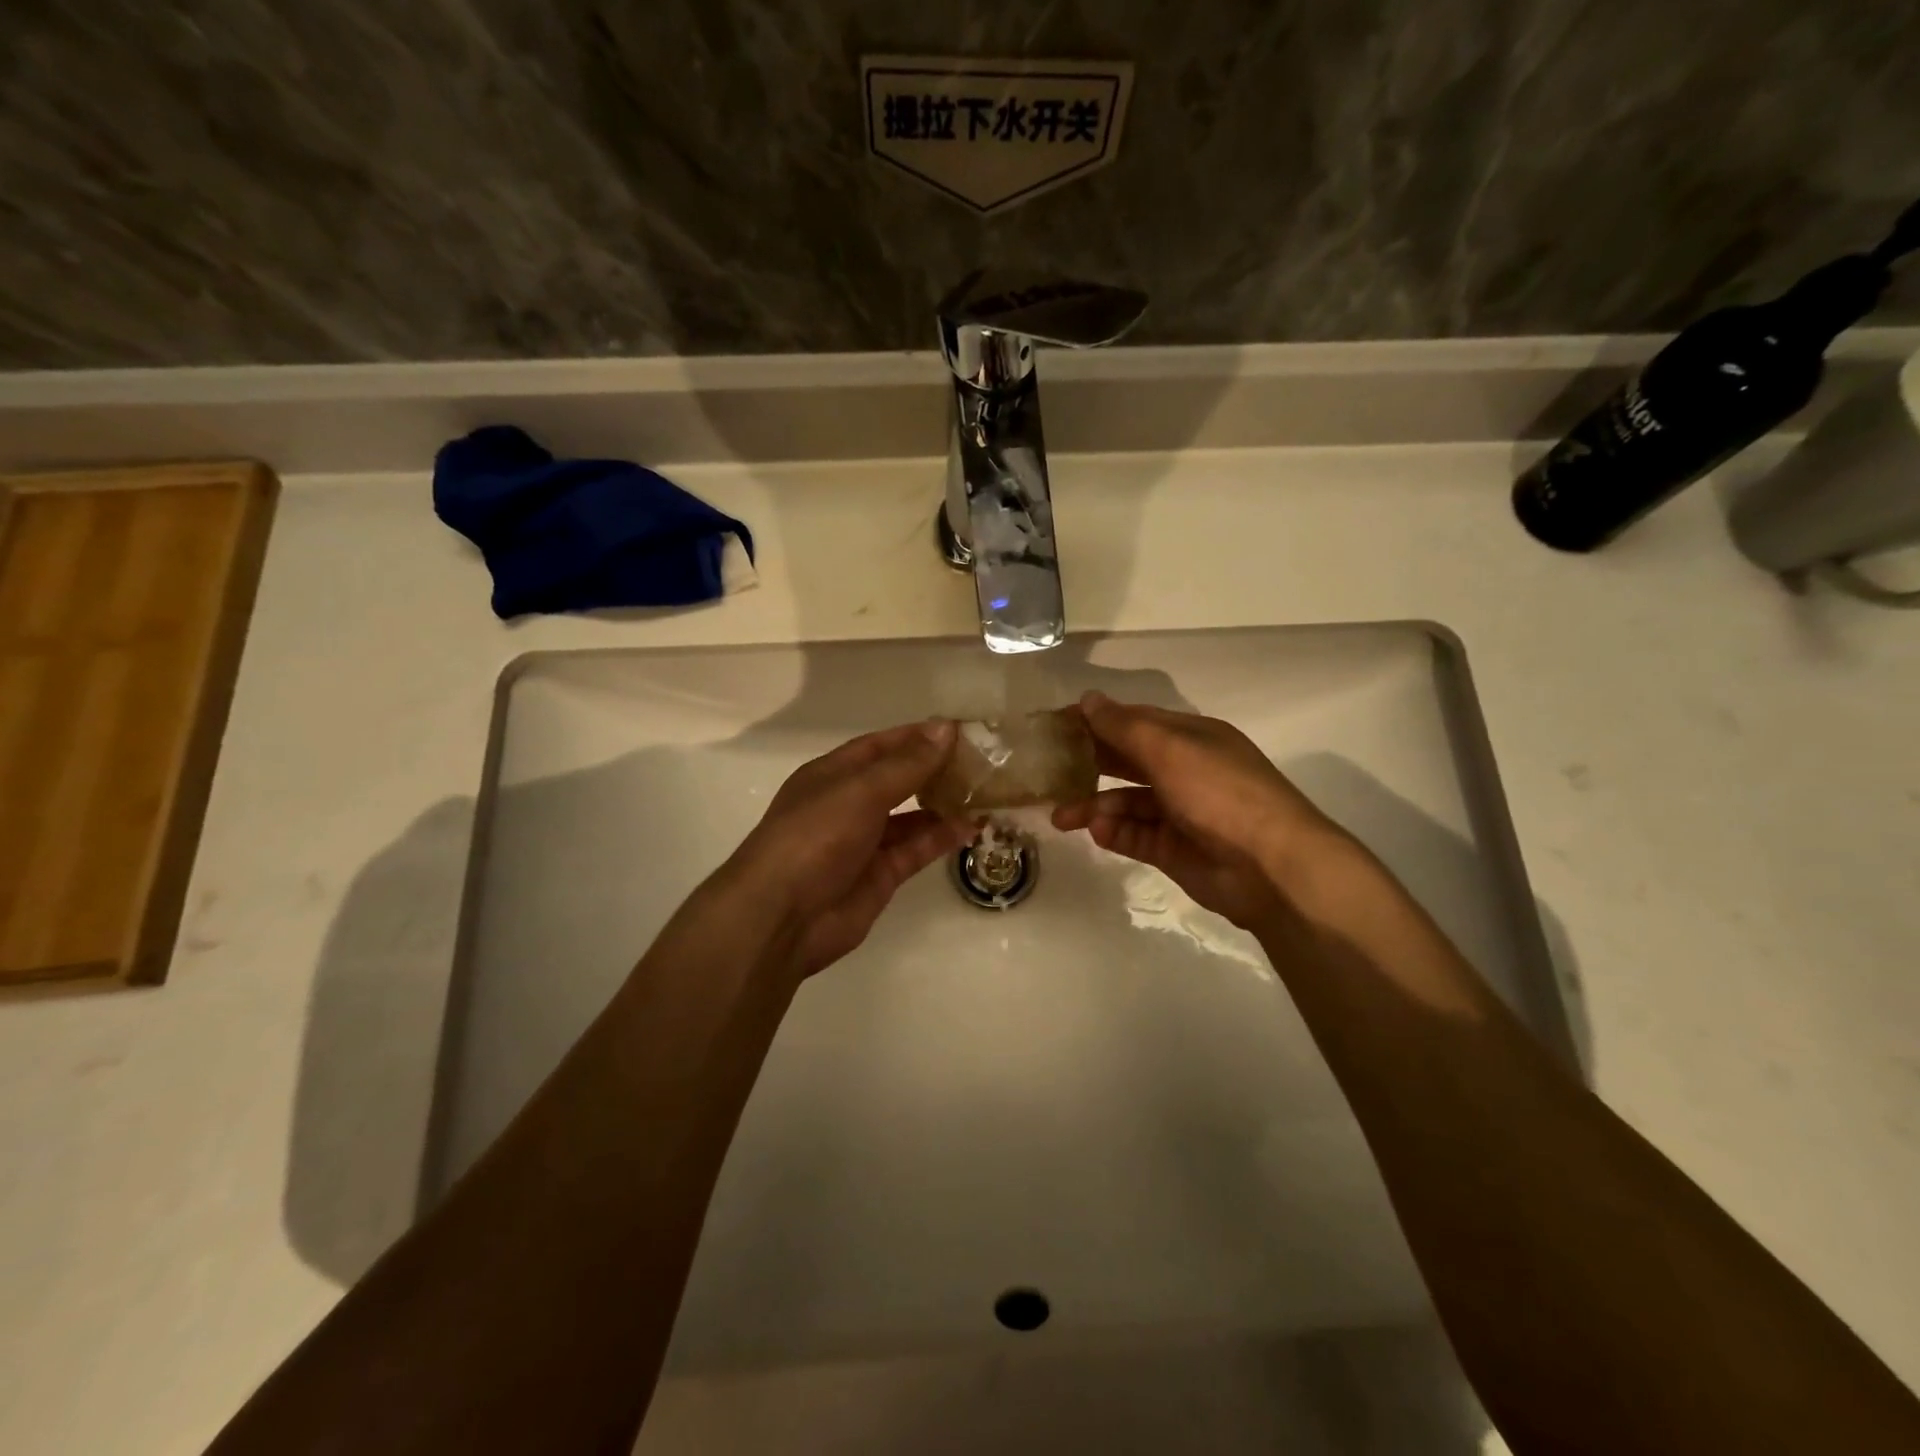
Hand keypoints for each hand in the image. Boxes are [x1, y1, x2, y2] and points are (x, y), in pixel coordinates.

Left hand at [722, 720, 970, 979]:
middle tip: (982, 761)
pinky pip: (917, 848)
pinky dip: (943, 837)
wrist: (783, 916)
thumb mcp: (861, 791)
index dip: (917, 736)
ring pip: (912, 815)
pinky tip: (973, 826)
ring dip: (944, 803)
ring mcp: (865, 841)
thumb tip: (946, 729)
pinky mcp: (881, 875)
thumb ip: (907, 764)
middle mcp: (849, 803)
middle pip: (898, 778)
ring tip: (985, 792)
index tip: (960, 730)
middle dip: (935, 769)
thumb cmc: (815, 836)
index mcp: (833, 774)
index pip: (881, 746)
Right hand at [1051, 691, 1353, 929]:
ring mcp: (1180, 812)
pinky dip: (1115, 832)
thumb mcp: (1170, 750)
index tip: (1054, 725)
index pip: (1134, 721)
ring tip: (1061, 816)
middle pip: (1127, 761)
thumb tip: (1088, 700)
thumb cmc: (1220, 794)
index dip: (1095, 721)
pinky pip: (1136, 835)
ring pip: (1126, 802)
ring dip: (1094, 805)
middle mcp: (1185, 770)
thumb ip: (1124, 726)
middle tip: (1046, 770)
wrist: (1271, 867)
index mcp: (1190, 738)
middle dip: (1088, 764)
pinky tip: (1097, 832)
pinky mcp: (1174, 849)